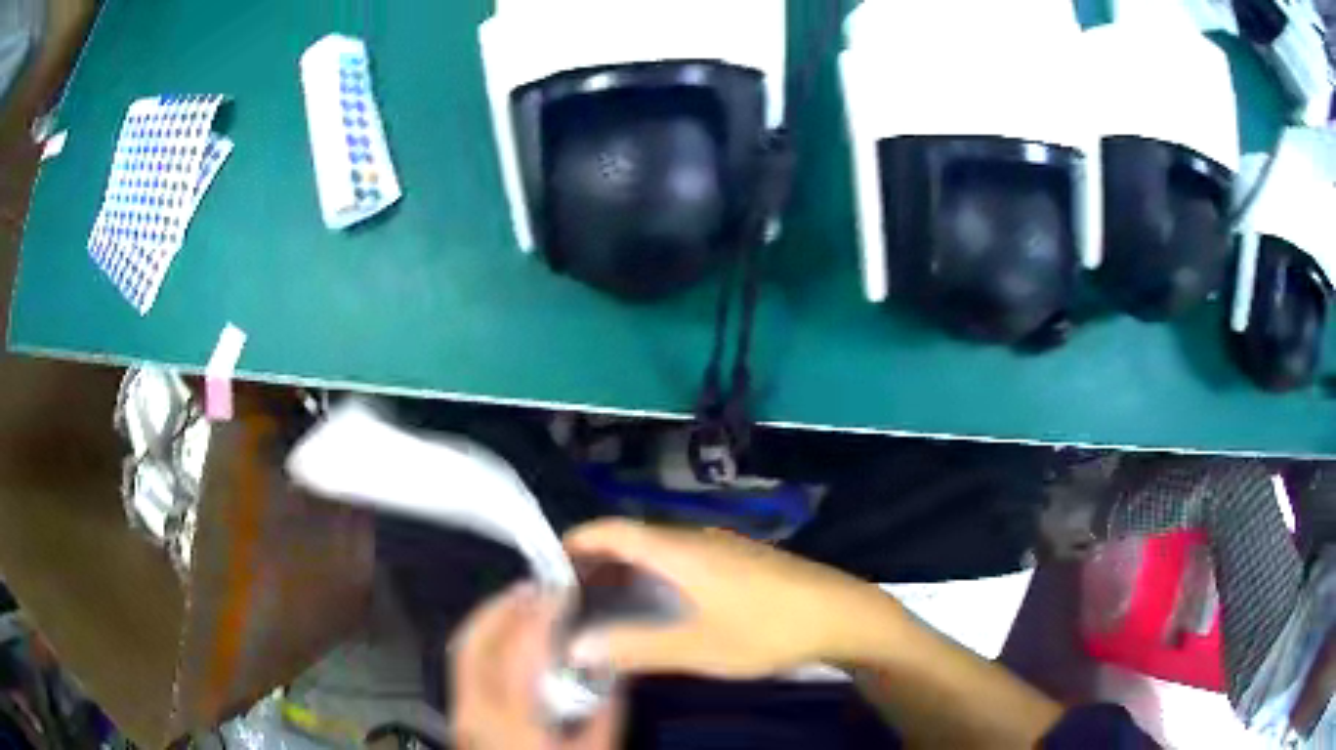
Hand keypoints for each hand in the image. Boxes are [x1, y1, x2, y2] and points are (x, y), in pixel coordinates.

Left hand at [450, 582, 621, 749]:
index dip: (539, 615)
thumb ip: (604, 710)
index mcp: (513, 723)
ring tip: (522, 606)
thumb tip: (608, 666)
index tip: (562, 592)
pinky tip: (507, 642)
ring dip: (489, 621)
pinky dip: (483, 643)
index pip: (518, 653)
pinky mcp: (461, 718)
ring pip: (462, 652)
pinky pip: (464, 669)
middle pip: (475, 643)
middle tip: (537, 589)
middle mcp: (476, 712)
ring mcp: (462, 715)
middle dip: (502, 607)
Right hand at [563, 519, 898, 679]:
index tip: (548, 567)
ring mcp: (722, 547)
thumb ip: (636, 647)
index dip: (577, 542)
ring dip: (626, 572)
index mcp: (681, 550)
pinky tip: (656, 608)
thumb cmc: (768, 628)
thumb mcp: (699, 647)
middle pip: (632, 539)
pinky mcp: (740, 560)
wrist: (842, 615)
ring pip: (658, 551)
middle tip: (571, 599)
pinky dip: (653, 577)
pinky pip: (681, 560)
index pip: (613, 530)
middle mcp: (697, 538)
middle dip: (596, 564)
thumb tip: (578, 647)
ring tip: (605, 607)